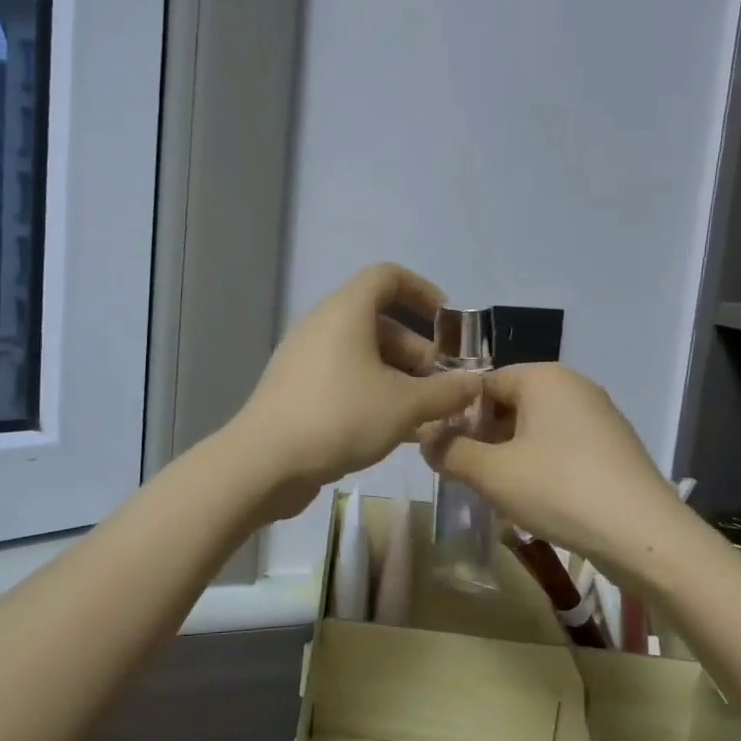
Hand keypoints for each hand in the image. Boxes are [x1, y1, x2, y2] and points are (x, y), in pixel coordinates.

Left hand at [232, 264, 479, 517]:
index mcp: (345, 311)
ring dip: (399, 377)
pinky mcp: (296, 390)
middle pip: (379, 322)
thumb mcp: (404, 405)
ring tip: (427, 413)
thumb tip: (475, 384)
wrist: (264, 462)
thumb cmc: (340, 417)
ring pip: (363, 355)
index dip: (423, 292)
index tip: (449, 324)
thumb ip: (446, 392)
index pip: (388, 277)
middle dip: (418, 350)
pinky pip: (344, 378)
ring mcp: (305, 358)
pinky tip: (396, 430)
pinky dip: (373, 393)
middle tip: (444, 385)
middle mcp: (322, 325)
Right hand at [421, 363, 686, 574]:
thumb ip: (449, 451)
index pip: (482, 382)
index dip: (457, 415)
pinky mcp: (614, 446)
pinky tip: (536, 500)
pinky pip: (562, 446)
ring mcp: (599, 415)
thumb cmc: (558, 490)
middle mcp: (573, 385)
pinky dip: (541, 466)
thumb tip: (426, 440)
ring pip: (535, 428)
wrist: (644, 536)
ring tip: (497, 492)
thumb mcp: (490, 473)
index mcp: (542, 377)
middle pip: (510, 403)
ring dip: (510, 455)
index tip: (444, 451)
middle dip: (483, 437)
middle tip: (467, 474)